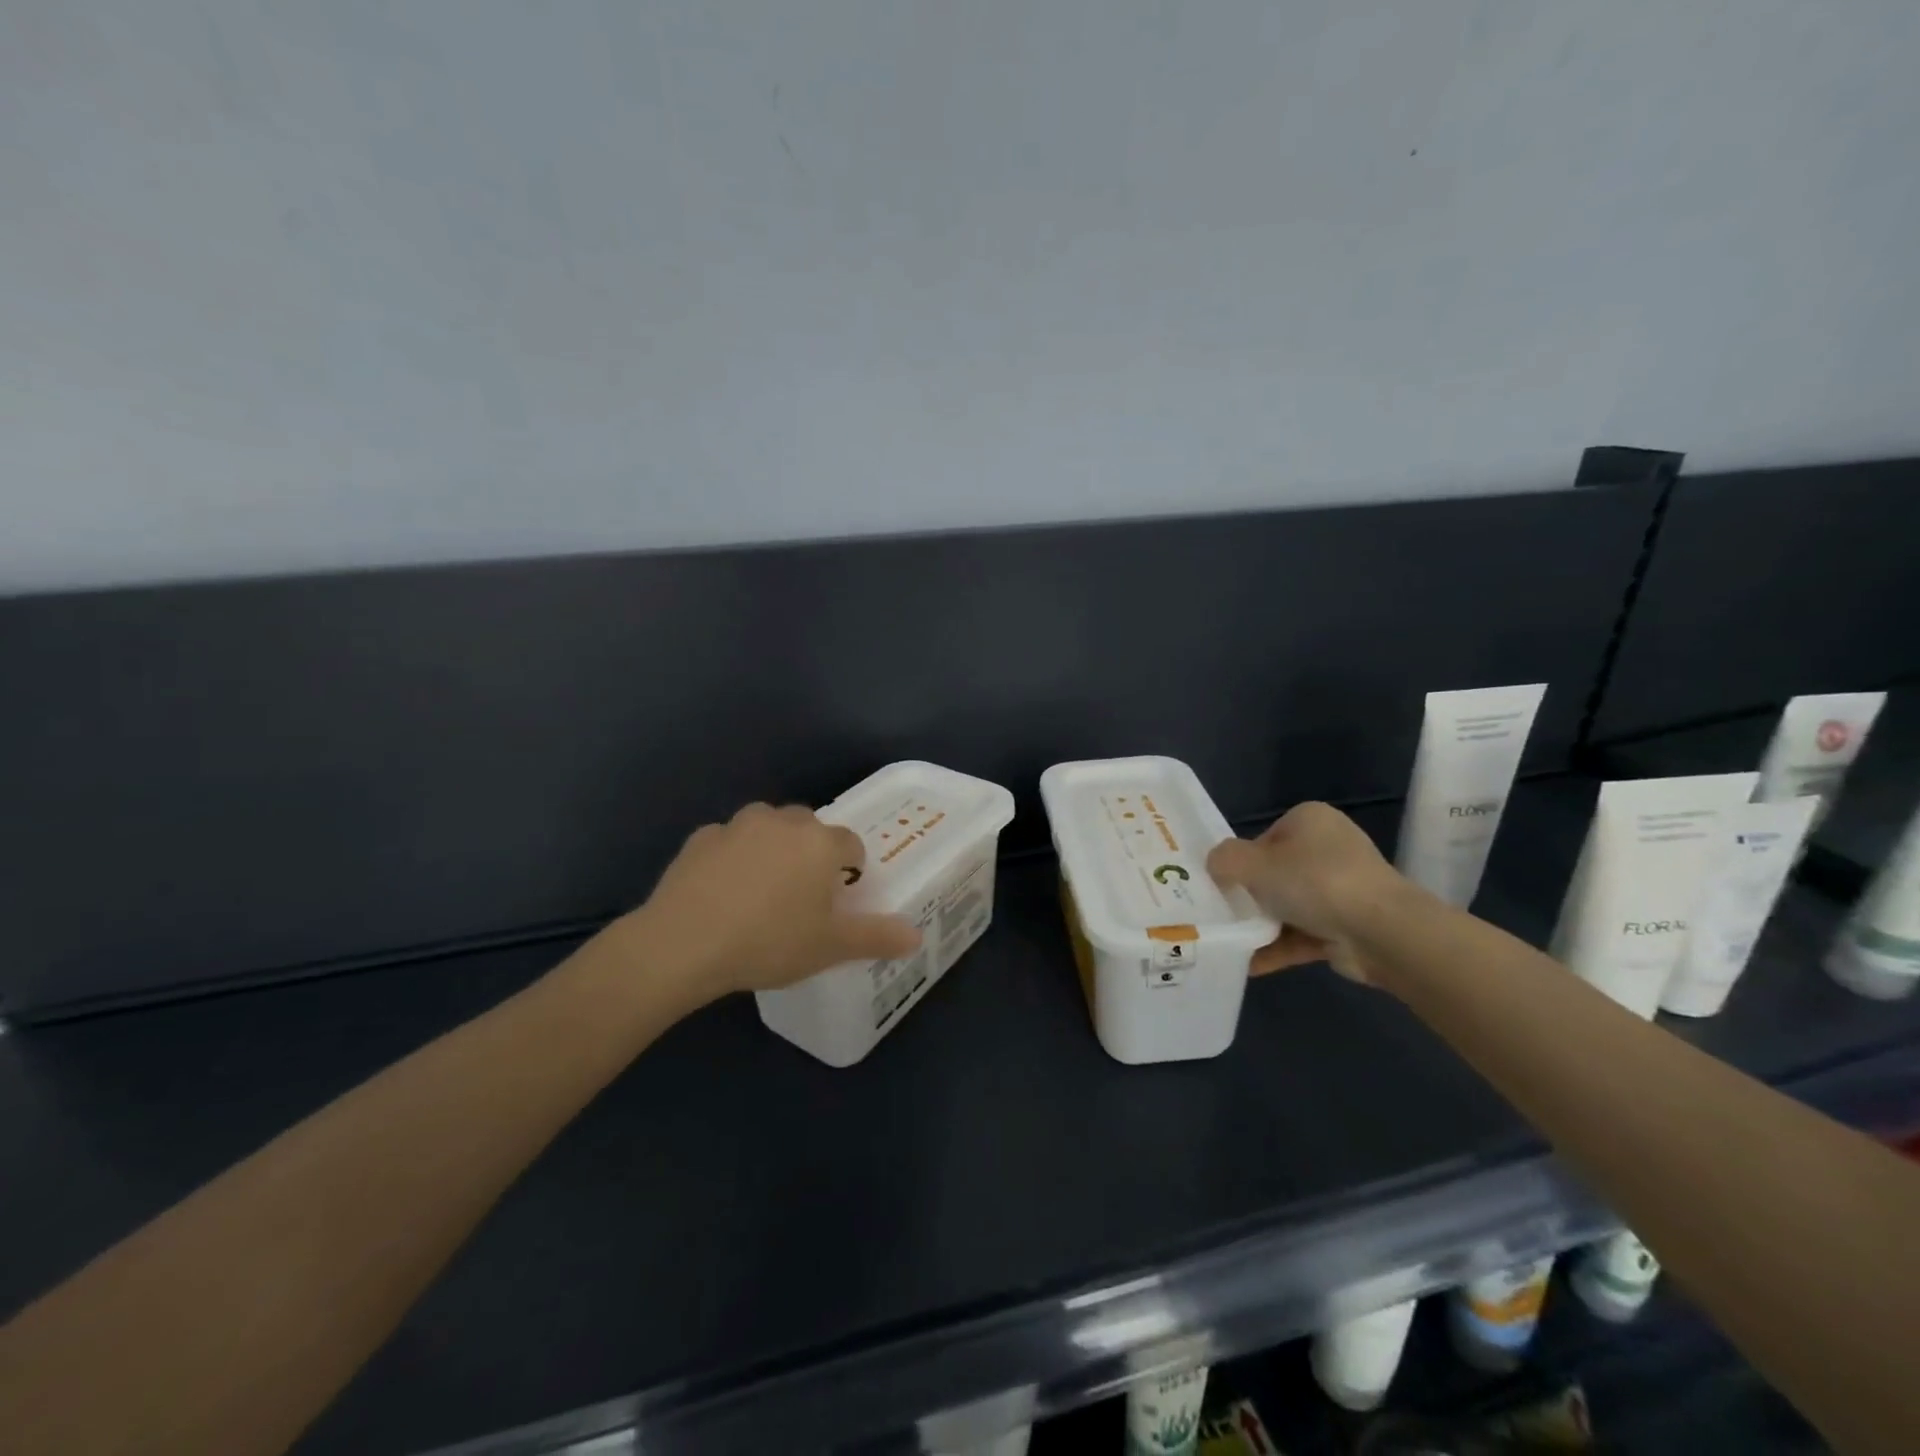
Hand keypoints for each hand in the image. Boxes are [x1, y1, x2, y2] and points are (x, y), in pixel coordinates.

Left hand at [622, 803, 922, 1002]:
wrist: (683, 944)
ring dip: (772, 848)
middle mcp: (783, 822)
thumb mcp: (830, 947)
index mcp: (821, 843)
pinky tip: (721, 892)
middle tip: (801, 897)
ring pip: (767, 828)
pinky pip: (728, 842)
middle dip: (811, 854)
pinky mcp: (700, 838)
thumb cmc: (770, 942)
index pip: (851, 845)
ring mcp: (738, 825)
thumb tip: (916, 936)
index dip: (850, 871)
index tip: (837, 901)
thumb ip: (877, 937)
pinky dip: (731, 858)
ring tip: (761, 891)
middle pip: (810, 829)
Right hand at [1206, 802, 1406, 983]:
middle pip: (1275, 873)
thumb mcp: (1252, 863)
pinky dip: (1278, 947)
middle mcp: (1328, 848)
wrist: (1381, 932)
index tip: (1224, 885)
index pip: (1262, 839)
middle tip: (1222, 913)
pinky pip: (1303, 934)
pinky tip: (1249, 963)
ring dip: (1261, 925)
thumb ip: (1224, 860)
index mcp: (1309, 820)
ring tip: (1229, 942)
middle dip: (1250, 896)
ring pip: (1289, 906)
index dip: (1240, 862)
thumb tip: (1216, 866)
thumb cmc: (1313, 882)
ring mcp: (1342, 888)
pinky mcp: (1348, 925)